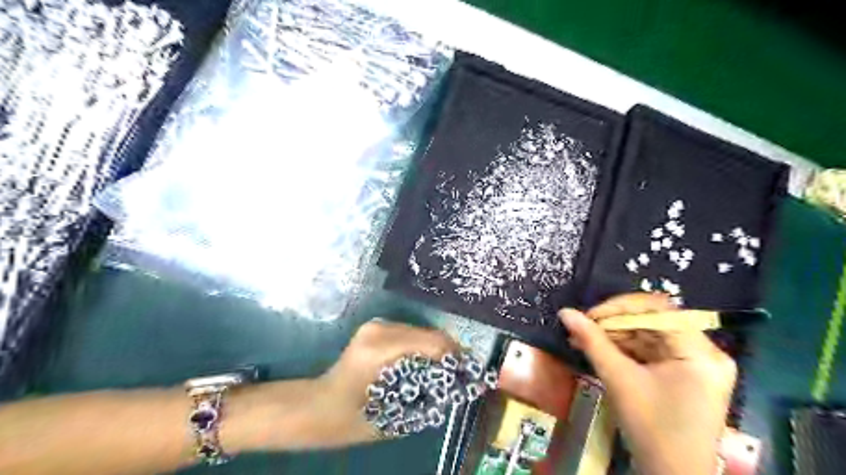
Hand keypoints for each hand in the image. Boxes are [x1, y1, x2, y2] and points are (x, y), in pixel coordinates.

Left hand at [312, 320, 455, 444]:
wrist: (318, 406)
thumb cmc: (350, 418)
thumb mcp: (394, 417)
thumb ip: (427, 398)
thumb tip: (457, 386)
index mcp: (381, 348)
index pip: (432, 342)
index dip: (455, 355)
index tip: (471, 371)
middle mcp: (380, 329)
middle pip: (429, 333)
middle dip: (449, 352)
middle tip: (463, 373)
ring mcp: (376, 325)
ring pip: (421, 332)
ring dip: (436, 349)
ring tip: (448, 370)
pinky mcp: (375, 328)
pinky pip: (409, 334)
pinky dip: (423, 347)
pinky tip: (427, 363)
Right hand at [561, 294, 741, 474]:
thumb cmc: (651, 429)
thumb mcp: (619, 380)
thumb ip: (592, 342)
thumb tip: (565, 312)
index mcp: (699, 353)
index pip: (658, 309)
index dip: (620, 307)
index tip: (590, 316)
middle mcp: (706, 352)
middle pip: (654, 320)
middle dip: (614, 323)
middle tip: (583, 328)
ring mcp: (697, 363)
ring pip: (650, 334)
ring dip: (616, 335)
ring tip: (584, 339)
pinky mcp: (686, 373)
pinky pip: (652, 349)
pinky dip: (626, 348)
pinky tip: (601, 350)